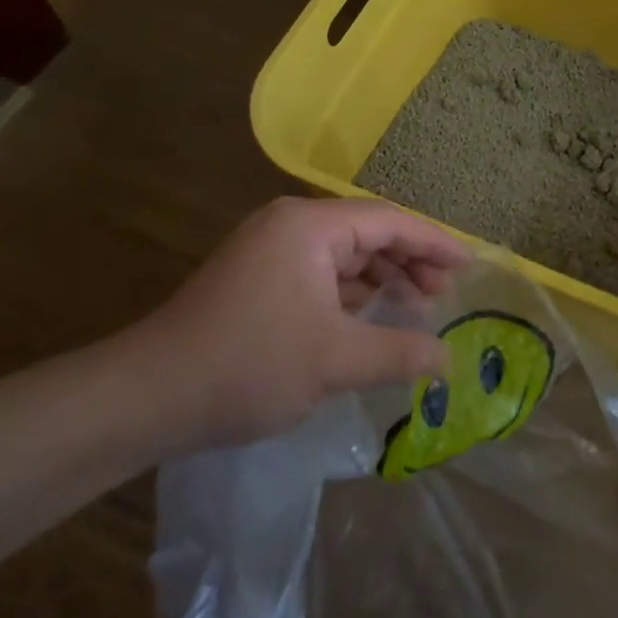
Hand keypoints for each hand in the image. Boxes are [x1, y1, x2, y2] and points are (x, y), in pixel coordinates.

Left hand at [116, 197, 466, 451]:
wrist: (147, 397)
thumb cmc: (249, 365)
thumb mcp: (336, 361)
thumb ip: (400, 352)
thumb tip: (448, 358)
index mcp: (310, 226)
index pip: (390, 221)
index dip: (435, 243)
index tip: (469, 266)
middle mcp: (290, 224)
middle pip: (368, 232)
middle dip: (410, 261)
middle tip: (443, 295)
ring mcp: (270, 249)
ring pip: (344, 254)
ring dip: (381, 278)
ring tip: (415, 307)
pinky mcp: (258, 277)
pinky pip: (321, 273)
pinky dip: (351, 292)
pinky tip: (369, 318)